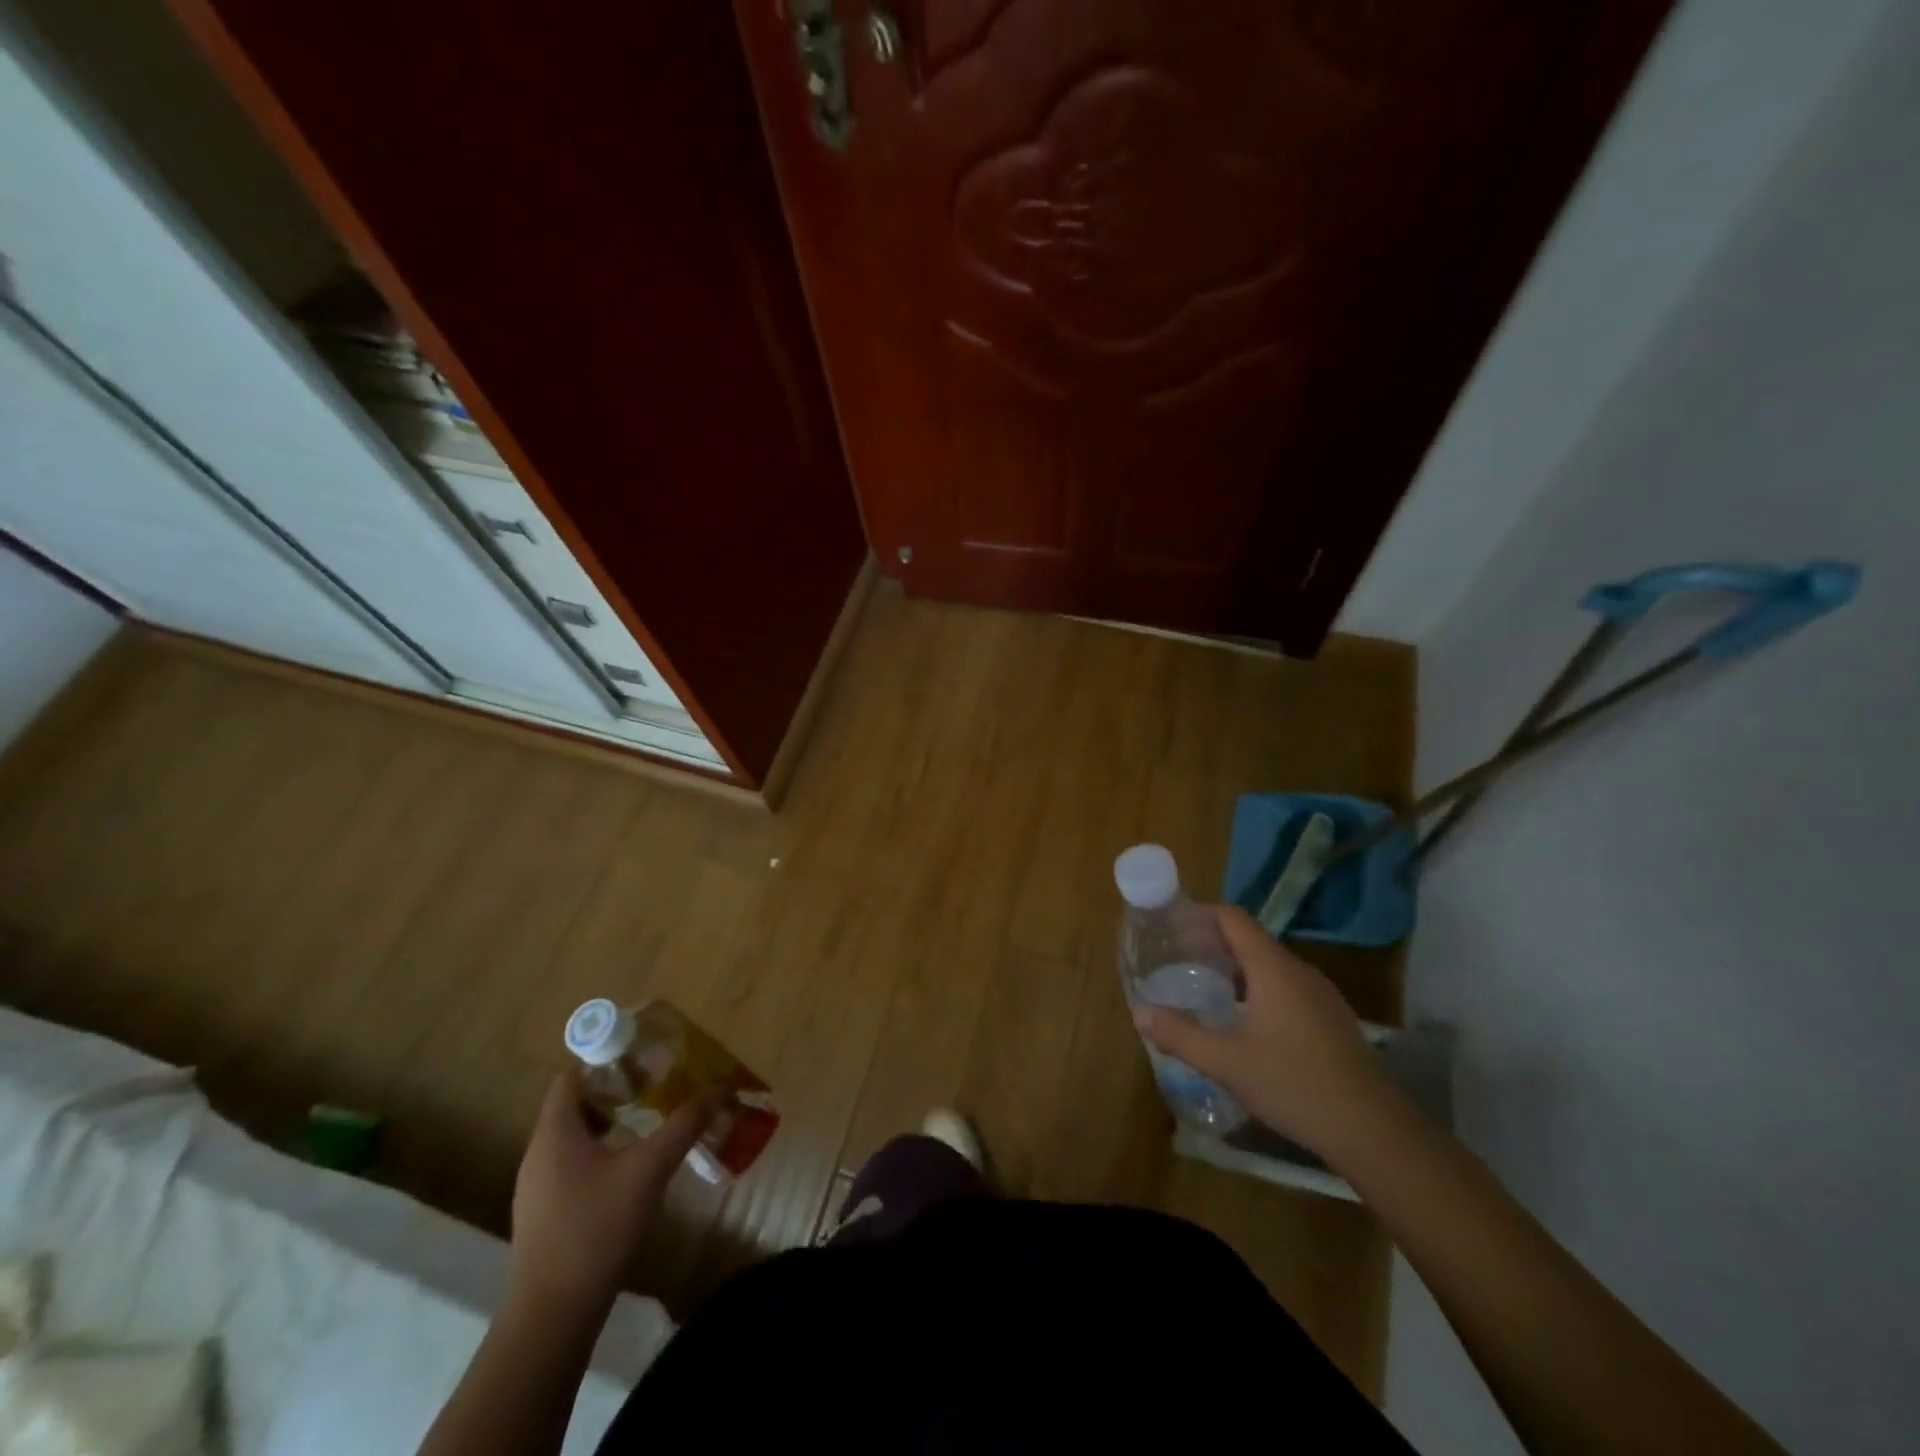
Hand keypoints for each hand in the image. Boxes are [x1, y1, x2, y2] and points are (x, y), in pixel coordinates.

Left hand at [508, 1075, 717, 1310]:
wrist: (552, 1317)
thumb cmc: (596, 1229)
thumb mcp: (649, 1169)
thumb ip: (684, 1124)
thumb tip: (721, 1088)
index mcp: (555, 1133)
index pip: (572, 1076)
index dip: (605, 1059)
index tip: (644, 1058)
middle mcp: (539, 1153)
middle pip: (575, 1104)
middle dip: (616, 1090)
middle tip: (657, 1086)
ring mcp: (538, 1188)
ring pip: (575, 1137)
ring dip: (611, 1123)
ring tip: (650, 1121)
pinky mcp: (546, 1215)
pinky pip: (573, 1165)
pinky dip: (602, 1153)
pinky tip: (631, 1169)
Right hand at [1135, 904, 1396, 1159]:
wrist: (1374, 1131)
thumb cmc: (1294, 1084)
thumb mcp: (1227, 1063)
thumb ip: (1180, 1035)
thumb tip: (1141, 1013)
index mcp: (1272, 968)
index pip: (1232, 918)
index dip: (1200, 914)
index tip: (1171, 926)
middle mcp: (1298, 971)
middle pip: (1249, 940)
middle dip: (1212, 944)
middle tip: (1178, 962)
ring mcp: (1320, 995)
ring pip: (1269, 966)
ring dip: (1235, 970)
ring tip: (1205, 990)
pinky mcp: (1331, 1019)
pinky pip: (1287, 988)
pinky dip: (1258, 990)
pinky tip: (1245, 1024)